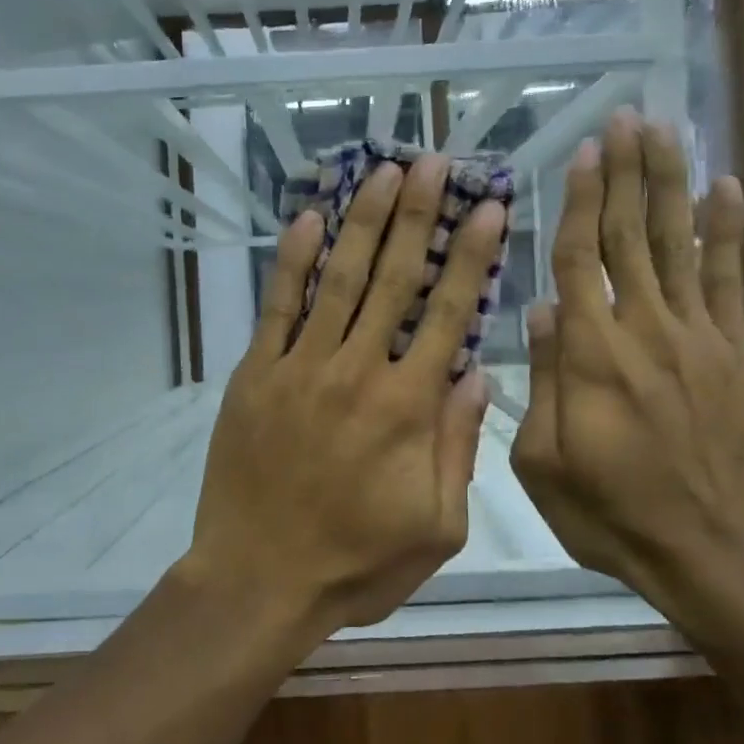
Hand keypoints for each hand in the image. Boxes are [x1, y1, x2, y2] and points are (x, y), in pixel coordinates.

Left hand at [180, 154, 504, 634]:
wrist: (259, 581)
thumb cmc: (356, 564)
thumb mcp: (437, 526)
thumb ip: (459, 446)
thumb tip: (477, 375)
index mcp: (408, 408)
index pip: (449, 314)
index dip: (471, 257)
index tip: (488, 207)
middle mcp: (357, 371)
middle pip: (394, 278)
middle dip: (417, 215)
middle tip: (432, 161)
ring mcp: (300, 367)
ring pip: (338, 279)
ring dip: (362, 221)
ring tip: (382, 172)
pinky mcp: (255, 374)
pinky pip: (278, 307)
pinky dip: (294, 261)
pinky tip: (309, 219)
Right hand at [510, 111, 743, 617]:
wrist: (707, 548)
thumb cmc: (607, 509)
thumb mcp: (542, 459)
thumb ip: (542, 378)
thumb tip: (541, 310)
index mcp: (590, 353)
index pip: (580, 258)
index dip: (579, 201)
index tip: (583, 151)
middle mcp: (644, 328)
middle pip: (630, 235)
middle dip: (626, 172)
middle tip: (626, 117)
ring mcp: (697, 336)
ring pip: (678, 243)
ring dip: (669, 183)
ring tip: (665, 131)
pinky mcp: (735, 352)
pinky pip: (729, 280)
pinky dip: (727, 231)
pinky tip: (725, 188)